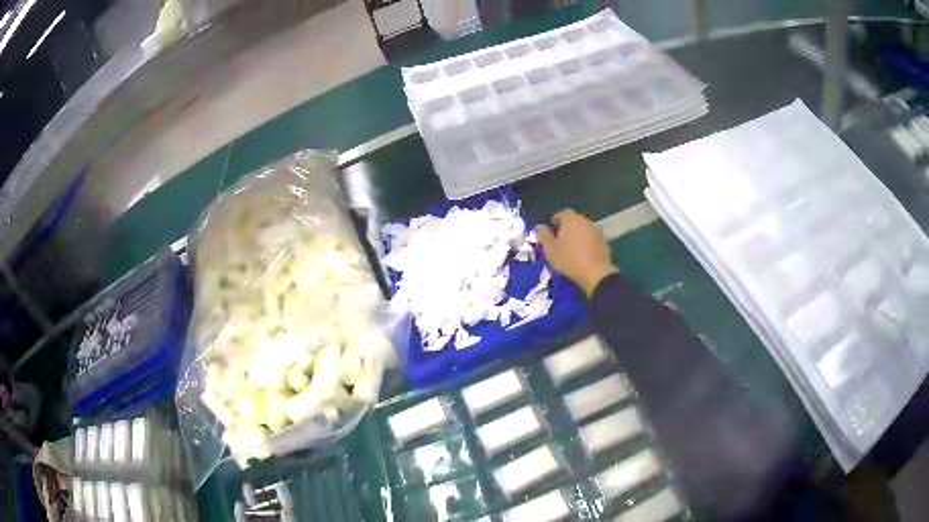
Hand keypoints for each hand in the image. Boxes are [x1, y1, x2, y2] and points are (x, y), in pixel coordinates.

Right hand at [536, 209, 618, 297]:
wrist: (595, 273)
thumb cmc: (569, 259)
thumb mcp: (550, 250)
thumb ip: (543, 236)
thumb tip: (539, 227)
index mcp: (571, 220)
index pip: (562, 213)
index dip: (556, 219)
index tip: (552, 229)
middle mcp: (586, 221)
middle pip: (575, 220)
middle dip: (567, 227)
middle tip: (561, 239)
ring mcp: (597, 232)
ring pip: (585, 229)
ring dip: (579, 235)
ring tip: (573, 248)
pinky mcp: (605, 243)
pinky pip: (593, 240)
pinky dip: (588, 244)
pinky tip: (584, 255)